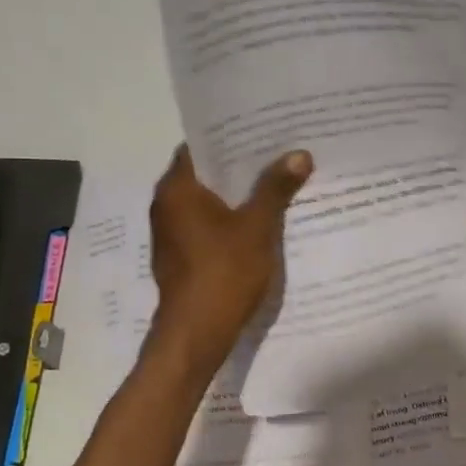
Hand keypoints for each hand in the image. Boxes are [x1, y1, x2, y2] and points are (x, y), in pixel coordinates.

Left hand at [147, 145, 312, 370]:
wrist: (196, 333)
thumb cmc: (223, 272)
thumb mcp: (257, 227)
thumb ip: (275, 188)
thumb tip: (299, 154)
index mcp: (177, 189)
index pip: (199, 147)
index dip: (228, 137)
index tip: (259, 131)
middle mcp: (165, 205)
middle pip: (203, 173)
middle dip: (237, 166)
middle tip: (275, 154)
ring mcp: (170, 233)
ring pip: (205, 201)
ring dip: (234, 194)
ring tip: (273, 183)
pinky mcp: (179, 255)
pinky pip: (204, 225)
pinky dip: (226, 219)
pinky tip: (257, 221)